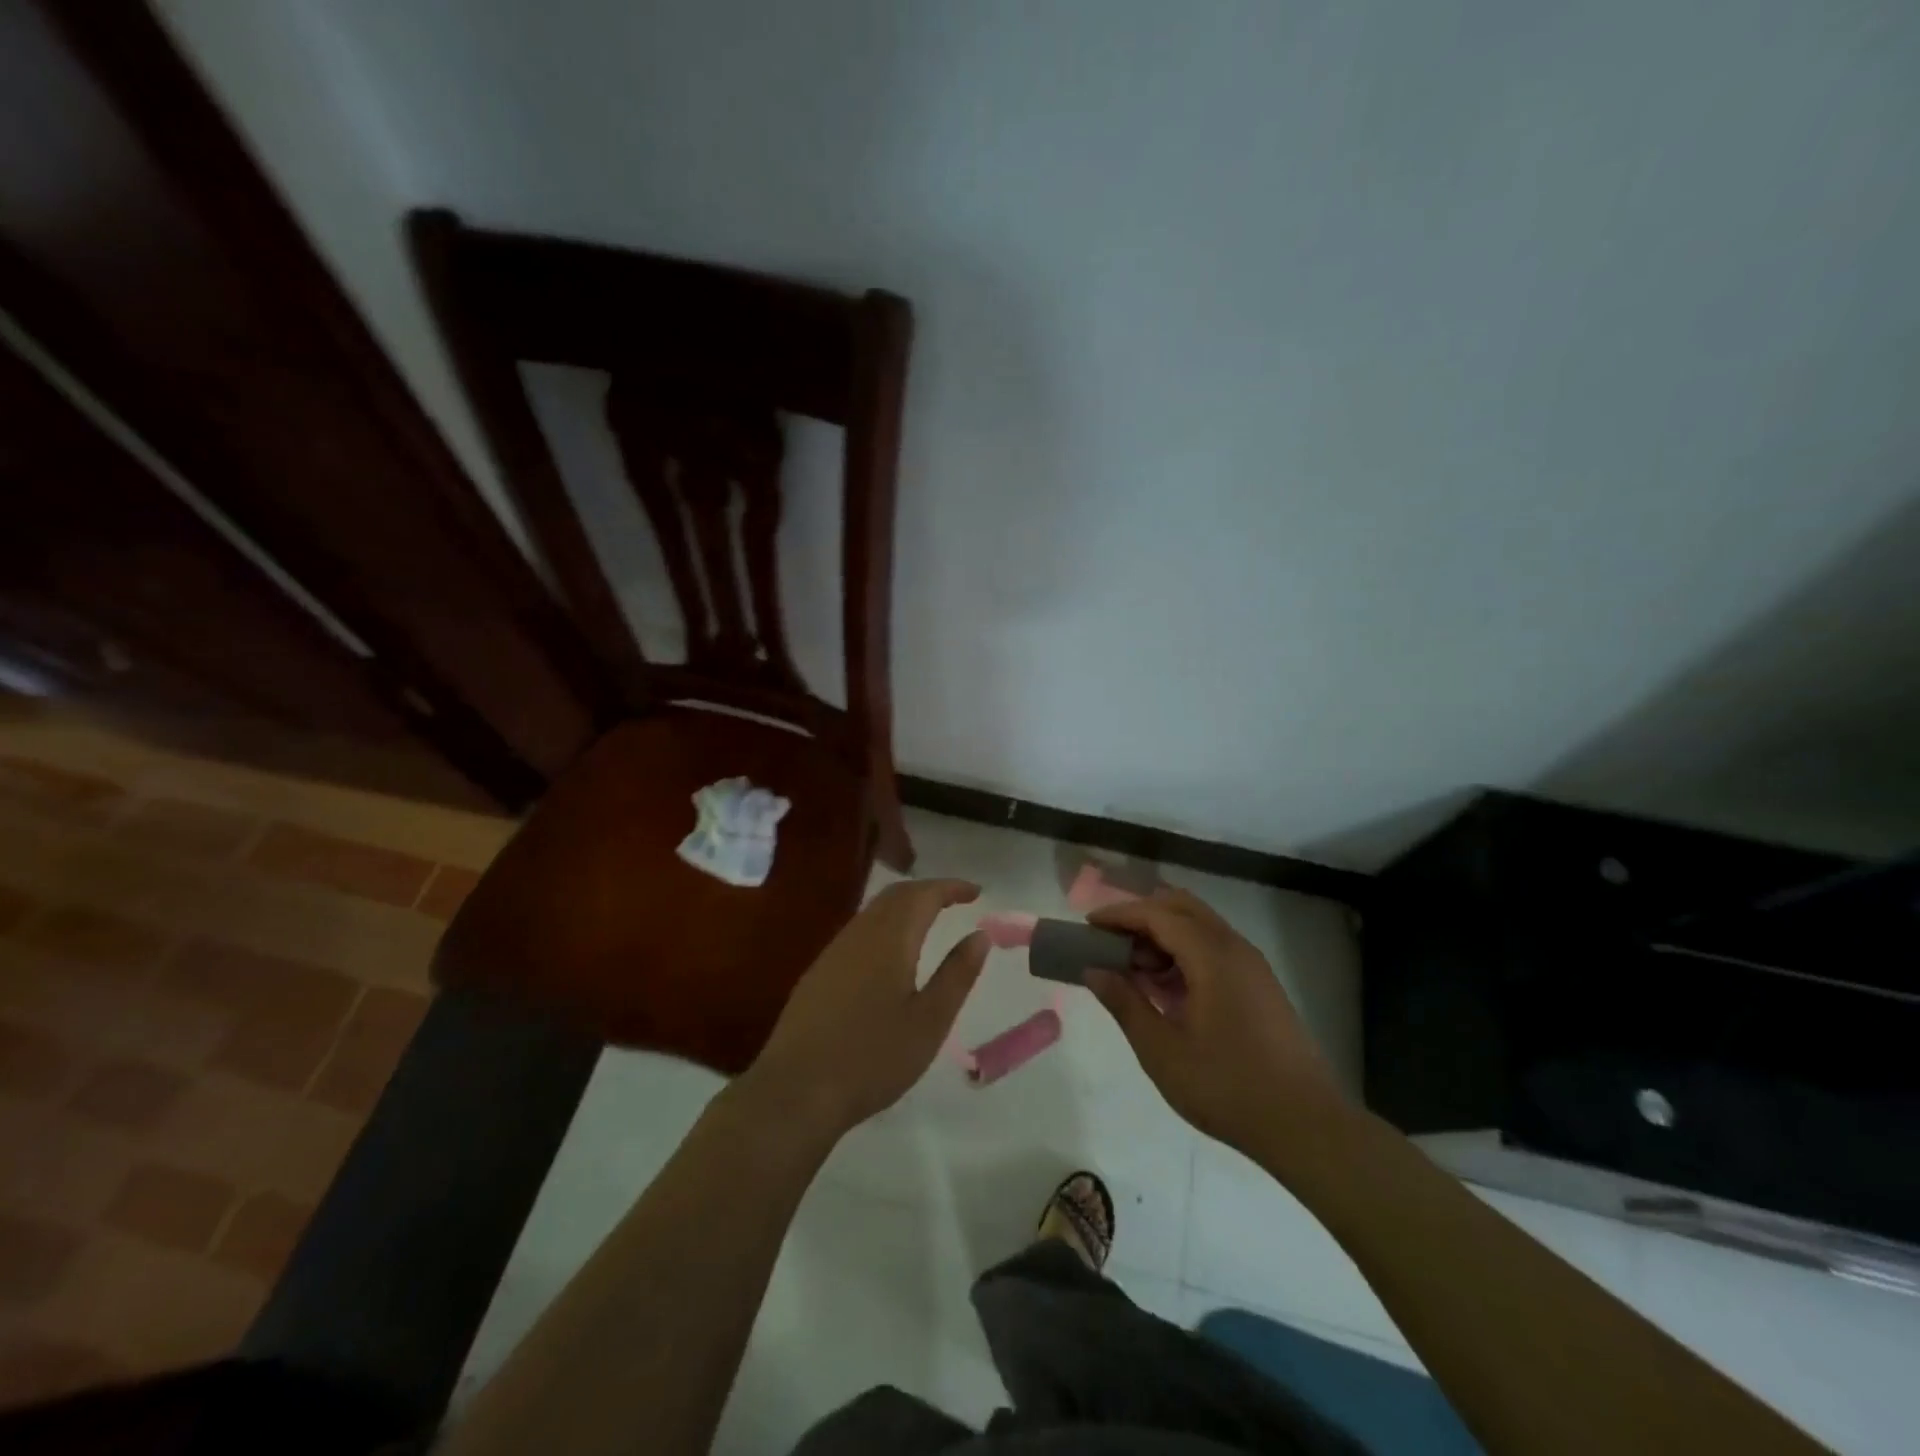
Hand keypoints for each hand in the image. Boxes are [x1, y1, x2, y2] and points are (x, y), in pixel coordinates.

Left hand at [746, 879, 986, 1139]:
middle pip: (895, 895)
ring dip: (904, 906)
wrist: (796, 1090)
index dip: (950, 887)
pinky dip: (884, 925)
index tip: (976, 891)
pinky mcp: (818, 972)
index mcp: (890, 939)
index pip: (923, 895)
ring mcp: (833, 952)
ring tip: (928, 921)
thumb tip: (979, 935)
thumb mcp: (929, 1021)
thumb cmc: (873, 1057)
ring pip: (873, 911)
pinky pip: (858, 931)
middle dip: (927, 891)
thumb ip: (956, 974)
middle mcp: (859, 934)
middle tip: (955, 900)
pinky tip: (889, 953)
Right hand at [1086, 888, 1345, 1155]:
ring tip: (1133, 971)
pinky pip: (1214, 948)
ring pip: (1199, 926)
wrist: (1306, 1125)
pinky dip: (1184, 953)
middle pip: (1181, 907)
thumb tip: (1094, 970)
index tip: (1088, 926)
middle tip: (1110, 944)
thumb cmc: (1227, 1087)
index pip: (1158, 914)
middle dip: (1142, 917)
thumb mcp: (1163, 1051)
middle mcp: (1235, 948)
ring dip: (1163, 936)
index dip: (1120, 914)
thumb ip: (1125, 1004)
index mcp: (1212, 956)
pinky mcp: (1260, 985)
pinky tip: (1166, 990)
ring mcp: (1252, 965)